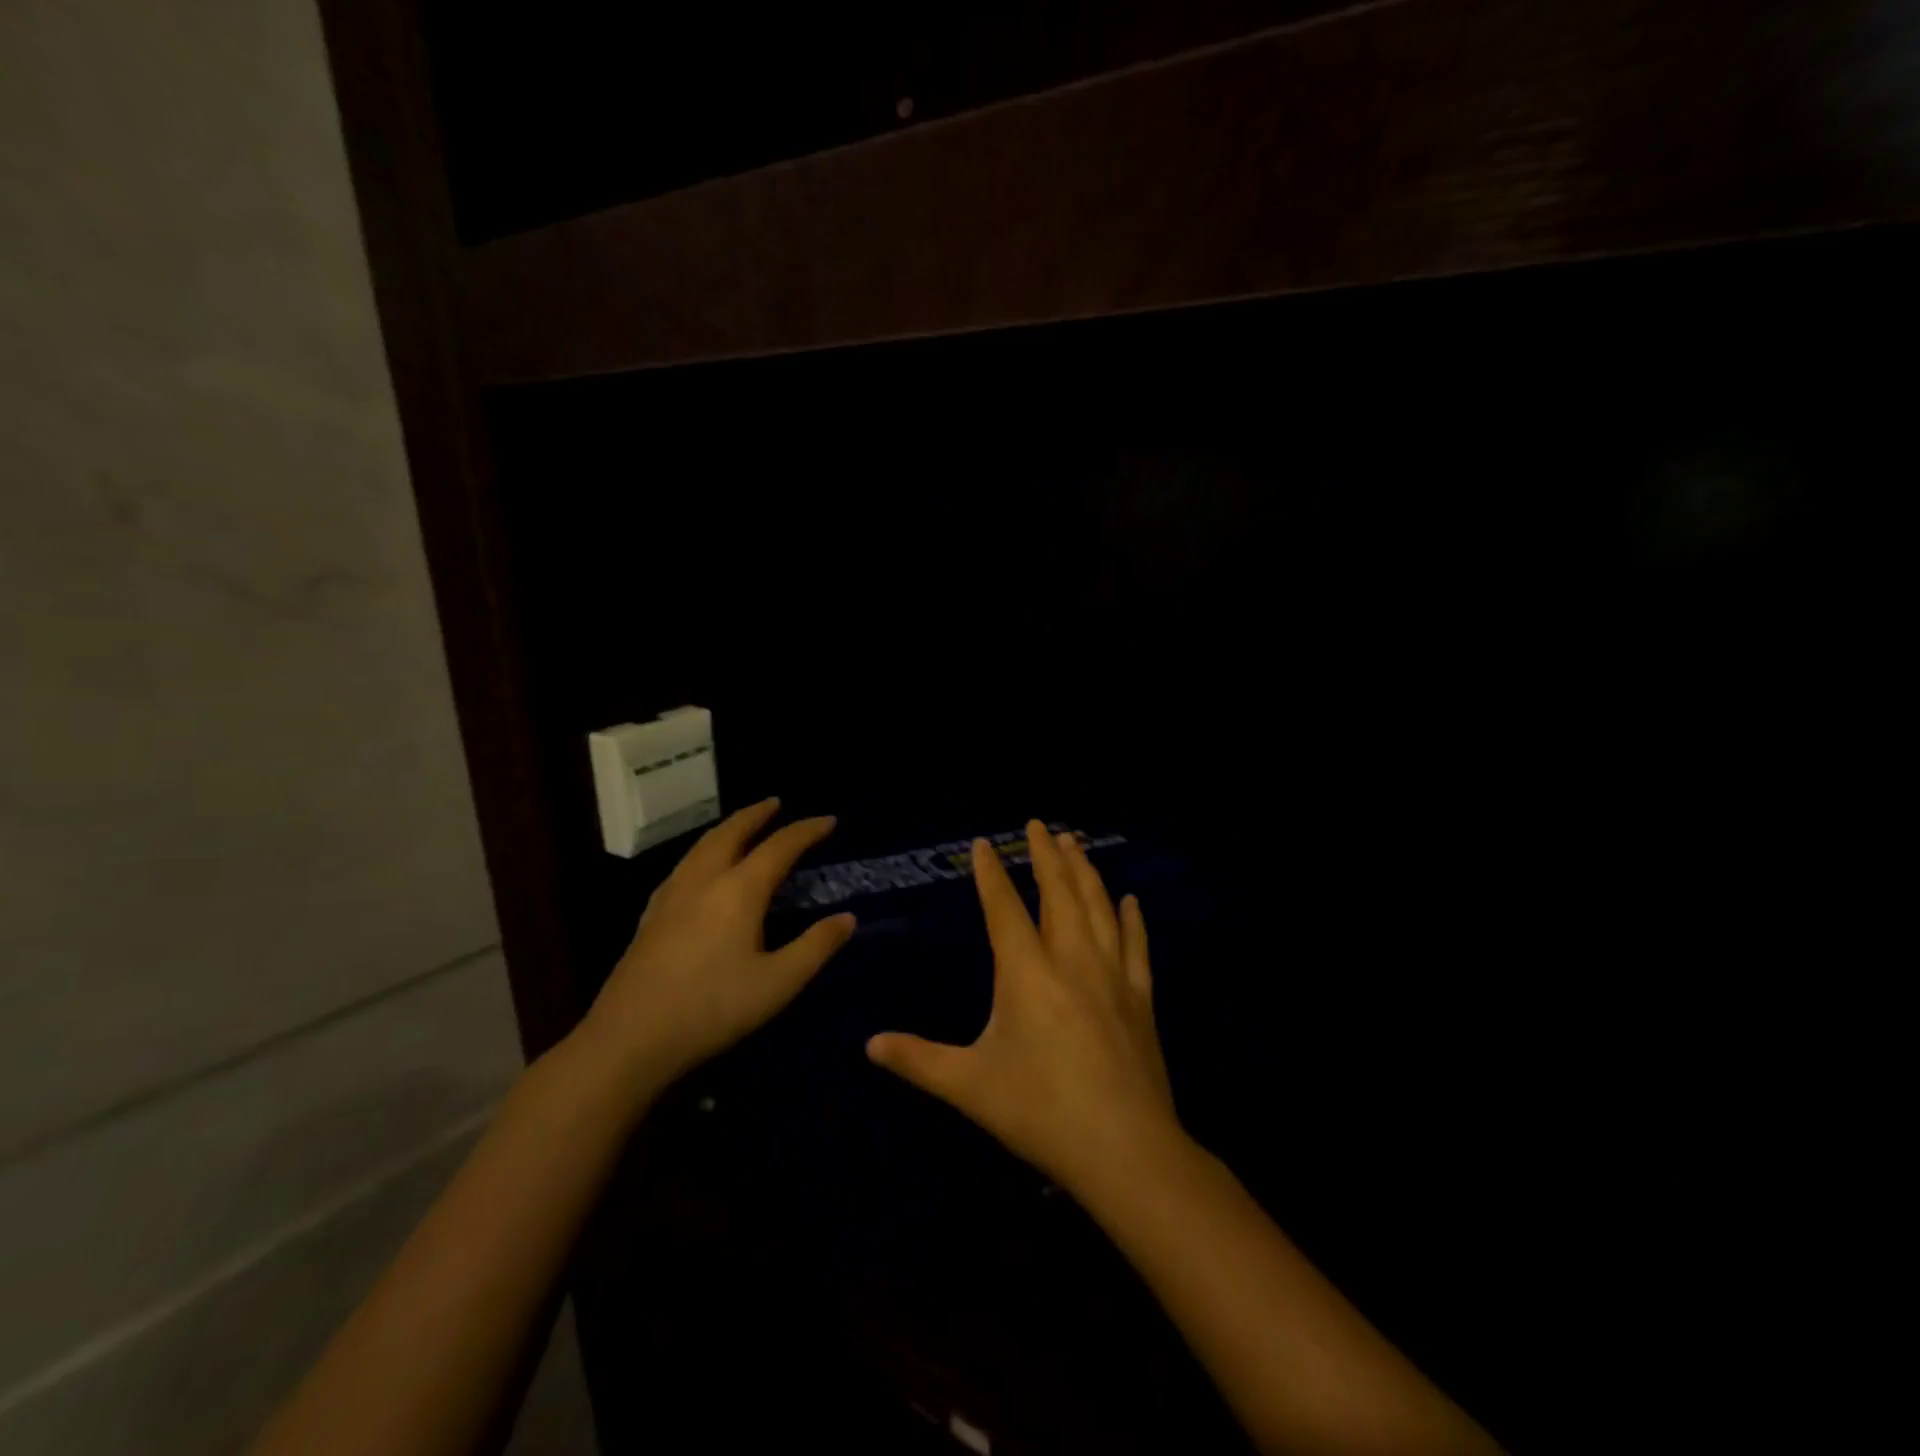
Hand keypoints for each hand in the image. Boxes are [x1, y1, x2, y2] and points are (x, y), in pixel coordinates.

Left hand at [575, 799, 855, 1096]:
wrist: (629, 1038)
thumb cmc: (712, 1009)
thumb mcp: (778, 984)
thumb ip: (816, 947)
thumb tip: (847, 918)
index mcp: (739, 891)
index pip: (779, 847)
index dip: (807, 831)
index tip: (829, 821)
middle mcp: (704, 880)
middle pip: (732, 832)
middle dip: (757, 814)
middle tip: (776, 803)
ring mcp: (672, 895)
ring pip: (703, 845)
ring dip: (728, 828)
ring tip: (742, 826)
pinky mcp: (651, 915)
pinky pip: (685, 864)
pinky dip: (704, 850)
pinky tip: (701, 868)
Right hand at [867, 820, 1180, 1193]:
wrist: (1126, 1150)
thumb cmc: (1041, 1112)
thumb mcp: (970, 1086)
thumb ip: (918, 1060)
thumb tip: (869, 1044)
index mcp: (1027, 973)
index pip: (1004, 908)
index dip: (991, 873)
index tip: (984, 843)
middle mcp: (1071, 960)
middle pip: (1059, 892)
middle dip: (1046, 855)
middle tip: (1038, 824)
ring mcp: (1113, 975)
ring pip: (1098, 907)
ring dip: (1084, 871)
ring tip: (1075, 843)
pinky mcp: (1141, 997)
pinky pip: (1137, 945)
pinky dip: (1132, 919)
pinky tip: (1130, 900)